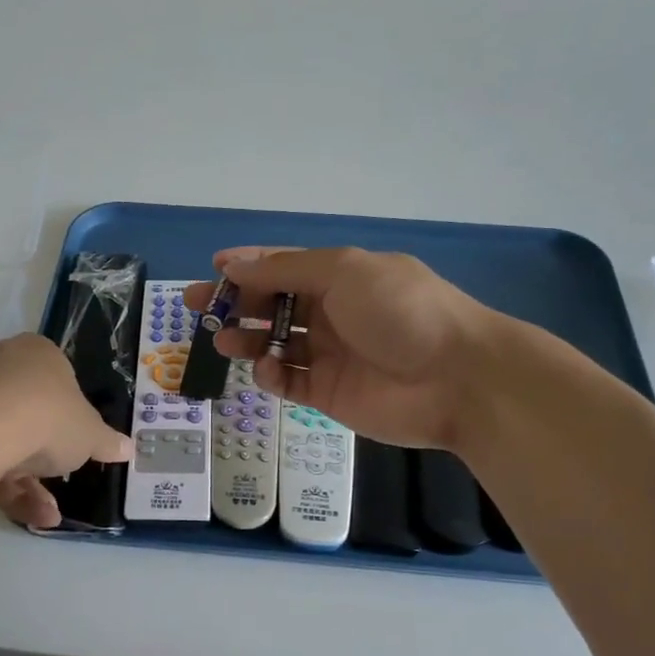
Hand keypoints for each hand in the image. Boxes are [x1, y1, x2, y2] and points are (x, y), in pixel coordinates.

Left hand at [0, 334, 130, 528]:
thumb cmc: (48, 417)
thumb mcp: (90, 435)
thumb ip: (107, 442)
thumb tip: (128, 448)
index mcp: (38, 353)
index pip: (59, 379)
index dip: (71, 413)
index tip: (77, 442)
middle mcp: (0, 364)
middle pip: (29, 412)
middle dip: (46, 455)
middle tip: (60, 480)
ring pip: (4, 439)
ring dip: (28, 482)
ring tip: (47, 515)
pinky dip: (3, 486)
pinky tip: (27, 516)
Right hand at [187, 247, 515, 450]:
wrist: (457, 378)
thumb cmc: (401, 311)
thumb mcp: (344, 272)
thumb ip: (286, 269)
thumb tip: (234, 262)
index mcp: (339, 276)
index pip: (284, 267)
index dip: (248, 266)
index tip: (213, 269)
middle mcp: (332, 312)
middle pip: (272, 304)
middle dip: (235, 303)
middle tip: (197, 307)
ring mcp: (329, 355)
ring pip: (274, 344)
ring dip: (246, 339)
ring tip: (221, 341)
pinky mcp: (329, 393)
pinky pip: (289, 381)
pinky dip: (271, 375)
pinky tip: (266, 369)